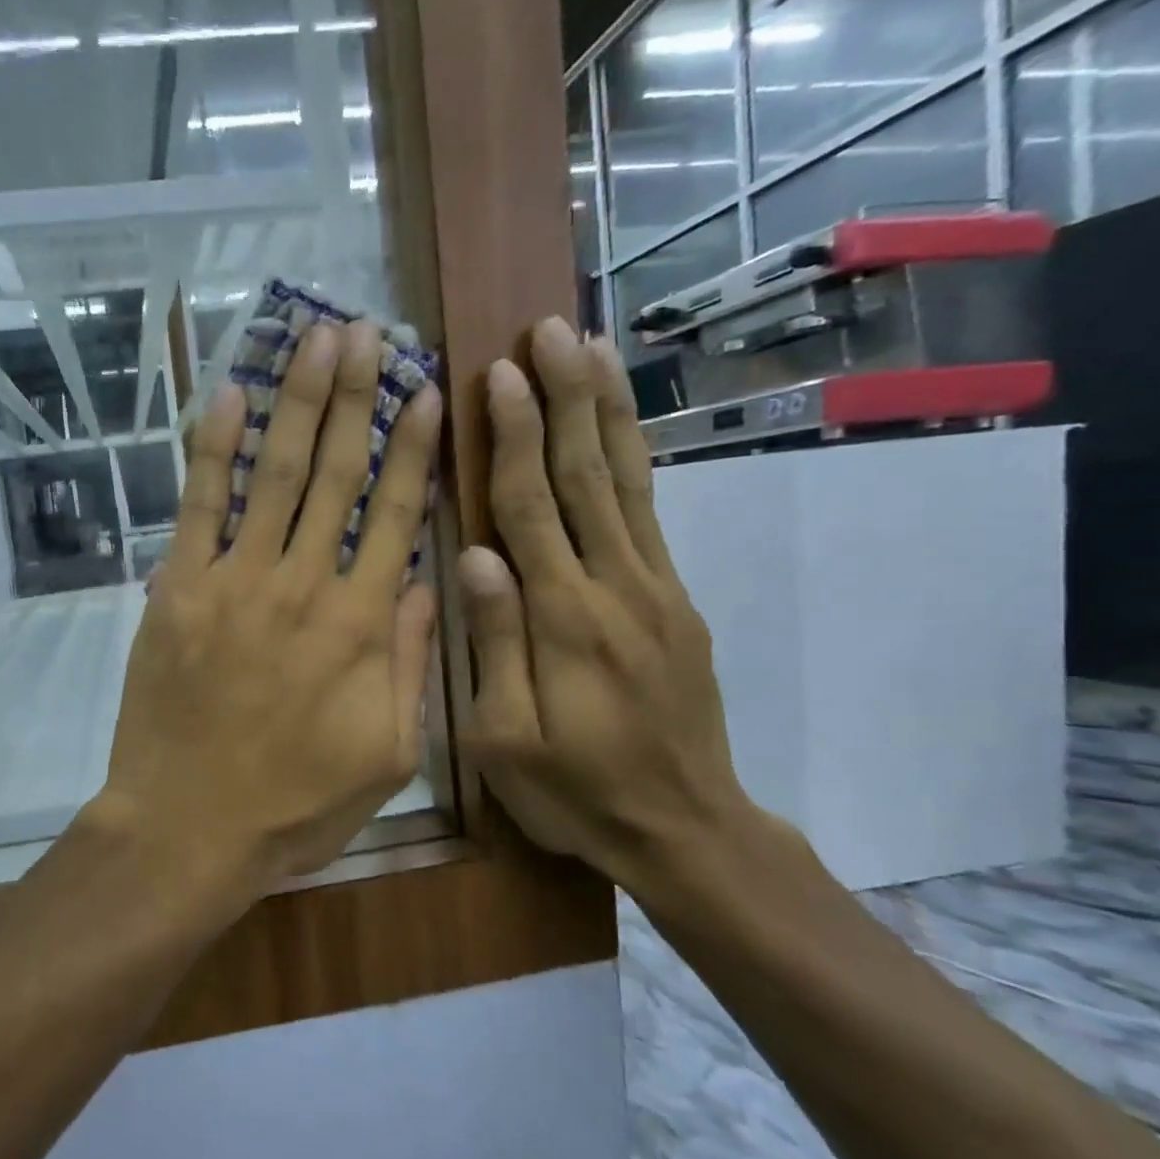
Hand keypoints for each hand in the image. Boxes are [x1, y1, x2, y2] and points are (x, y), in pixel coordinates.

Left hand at [94, 319, 442, 895]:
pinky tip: (228, 397)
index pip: (396, 514)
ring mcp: (235, 581)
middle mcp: (304, 585)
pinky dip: (213, 450)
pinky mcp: (178, 589)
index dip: (412, 447)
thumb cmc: (294, 805)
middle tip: (367, 332)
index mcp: (362, 625)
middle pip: (336, 474)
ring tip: (314, 338)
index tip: (424, 390)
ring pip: (272, 474)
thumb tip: (431, 580)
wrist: (187, 828)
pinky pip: (199, 507)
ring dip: (295, 402)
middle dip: (354, 397)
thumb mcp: (386, 756)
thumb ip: (412, 663)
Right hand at [458, 317, 762, 896]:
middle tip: (548, 330)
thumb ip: (494, 645)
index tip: (496, 376)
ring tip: (590, 348)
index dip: (511, 440)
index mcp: (563, 621)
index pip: (530, 510)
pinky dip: (634, 458)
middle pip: (584, 476)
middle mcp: (615, 588)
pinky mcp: (674, 599)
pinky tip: (619, 425)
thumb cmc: (574, 791)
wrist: (684, 829)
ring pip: (626, 482)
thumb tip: (475, 557)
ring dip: (604, 411)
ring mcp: (655, 589)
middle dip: (563, 399)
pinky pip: (650, 513)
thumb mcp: (505, 740)